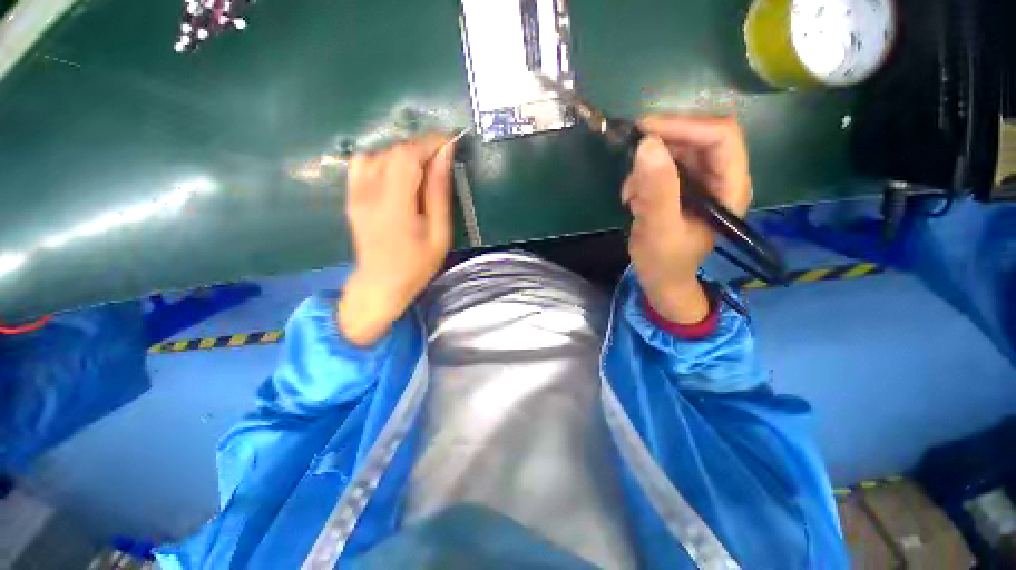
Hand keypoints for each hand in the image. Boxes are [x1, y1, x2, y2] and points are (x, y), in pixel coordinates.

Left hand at [338, 134, 455, 344]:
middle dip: (420, 148)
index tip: (449, 143)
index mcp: (394, 205)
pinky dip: (383, 160)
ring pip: (379, 153)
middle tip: (440, 162)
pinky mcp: (351, 196)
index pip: (407, 155)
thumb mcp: (439, 233)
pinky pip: (363, 163)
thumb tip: (444, 155)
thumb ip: (439, 193)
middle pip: (393, 151)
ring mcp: (356, 193)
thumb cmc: (417, 264)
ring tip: (421, 171)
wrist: (381, 284)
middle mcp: (369, 193)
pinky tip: (396, 175)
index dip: (430, 143)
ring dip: (404, 155)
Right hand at [624, 115, 751, 323]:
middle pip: (699, 137)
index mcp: (730, 187)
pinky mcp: (682, 187)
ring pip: (678, 149)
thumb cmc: (664, 261)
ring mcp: (701, 181)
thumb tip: (647, 144)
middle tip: (631, 157)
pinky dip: (643, 176)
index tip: (645, 131)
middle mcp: (721, 177)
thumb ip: (657, 190)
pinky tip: (632, 198)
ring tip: (631, 192)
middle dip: (662, 144)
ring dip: (649, 164)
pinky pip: (664, 165)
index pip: (721, 136)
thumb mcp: (659, 229)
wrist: (661, 279)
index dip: (685, 125)